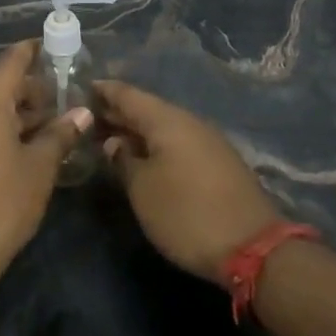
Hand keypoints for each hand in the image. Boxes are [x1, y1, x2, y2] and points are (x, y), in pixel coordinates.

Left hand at [0, 41, 91, 271]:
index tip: (53, 46)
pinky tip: (24, 148)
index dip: (32, 50)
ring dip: (17, 112)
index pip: (10, 61)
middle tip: (63, 98)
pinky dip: (0, 129)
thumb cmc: (2, 202)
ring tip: (50, 125)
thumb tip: (82, 113)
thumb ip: (60, 134)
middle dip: (31, 89)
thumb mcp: (40, 167)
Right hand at [96, 81, 282, 284]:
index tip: (82, 87)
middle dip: (117, 113)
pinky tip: (144, 158)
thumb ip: (123, 161)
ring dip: (137, 131)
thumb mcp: (142, 190)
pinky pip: (179, 143)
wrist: (253, 248)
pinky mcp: (219, 163)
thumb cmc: (186, 214)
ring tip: (110, 139)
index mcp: (168, 121)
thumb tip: (114, 142)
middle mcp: (189, 123)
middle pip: (147, 110)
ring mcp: (208, 142)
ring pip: (164, 127)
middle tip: (87, 118)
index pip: (128, 95)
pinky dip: (156, 145)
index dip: (104, 91)